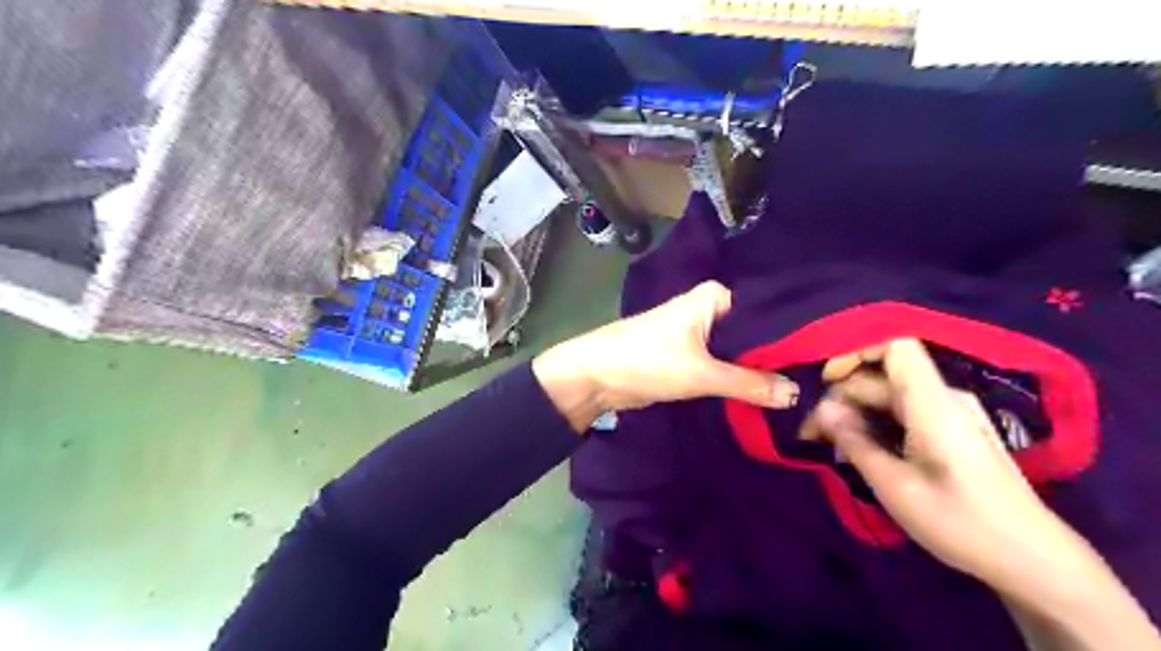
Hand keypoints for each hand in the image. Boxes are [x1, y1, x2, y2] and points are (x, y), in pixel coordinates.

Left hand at [532, 279, 799, 430]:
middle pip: (753, 334)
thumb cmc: (647, 360)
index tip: (826, 360)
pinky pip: (723, 365)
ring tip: (801, 389)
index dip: (792, 337)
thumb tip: (796, 394)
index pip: (766, 313)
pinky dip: (738, 378)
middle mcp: (710, 309)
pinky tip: (766, 394)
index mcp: (715, 297)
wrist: (596, 377)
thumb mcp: (701, 373)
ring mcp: (700, 333)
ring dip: (758, 370)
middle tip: (819, 381)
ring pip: (738, 351)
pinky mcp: (690, 356)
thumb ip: (749, 383)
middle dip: (777, 357)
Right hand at [805, 344, 1083, 592]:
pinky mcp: (950, 432)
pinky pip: (902, 413)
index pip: (895, 345)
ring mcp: (949, 415)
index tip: (824, 379)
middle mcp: (942, 398)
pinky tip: (857, 450)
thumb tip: (822, 409)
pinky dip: (873, 424)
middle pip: (882, 376)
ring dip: (854, 413)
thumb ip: (855, 441)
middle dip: (841, 396)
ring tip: (827, 444)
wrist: (1033, 561)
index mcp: (933, 403)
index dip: (855, 350)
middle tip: (811, 433)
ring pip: (888, 396)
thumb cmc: (962, 523)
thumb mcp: (895, 486)